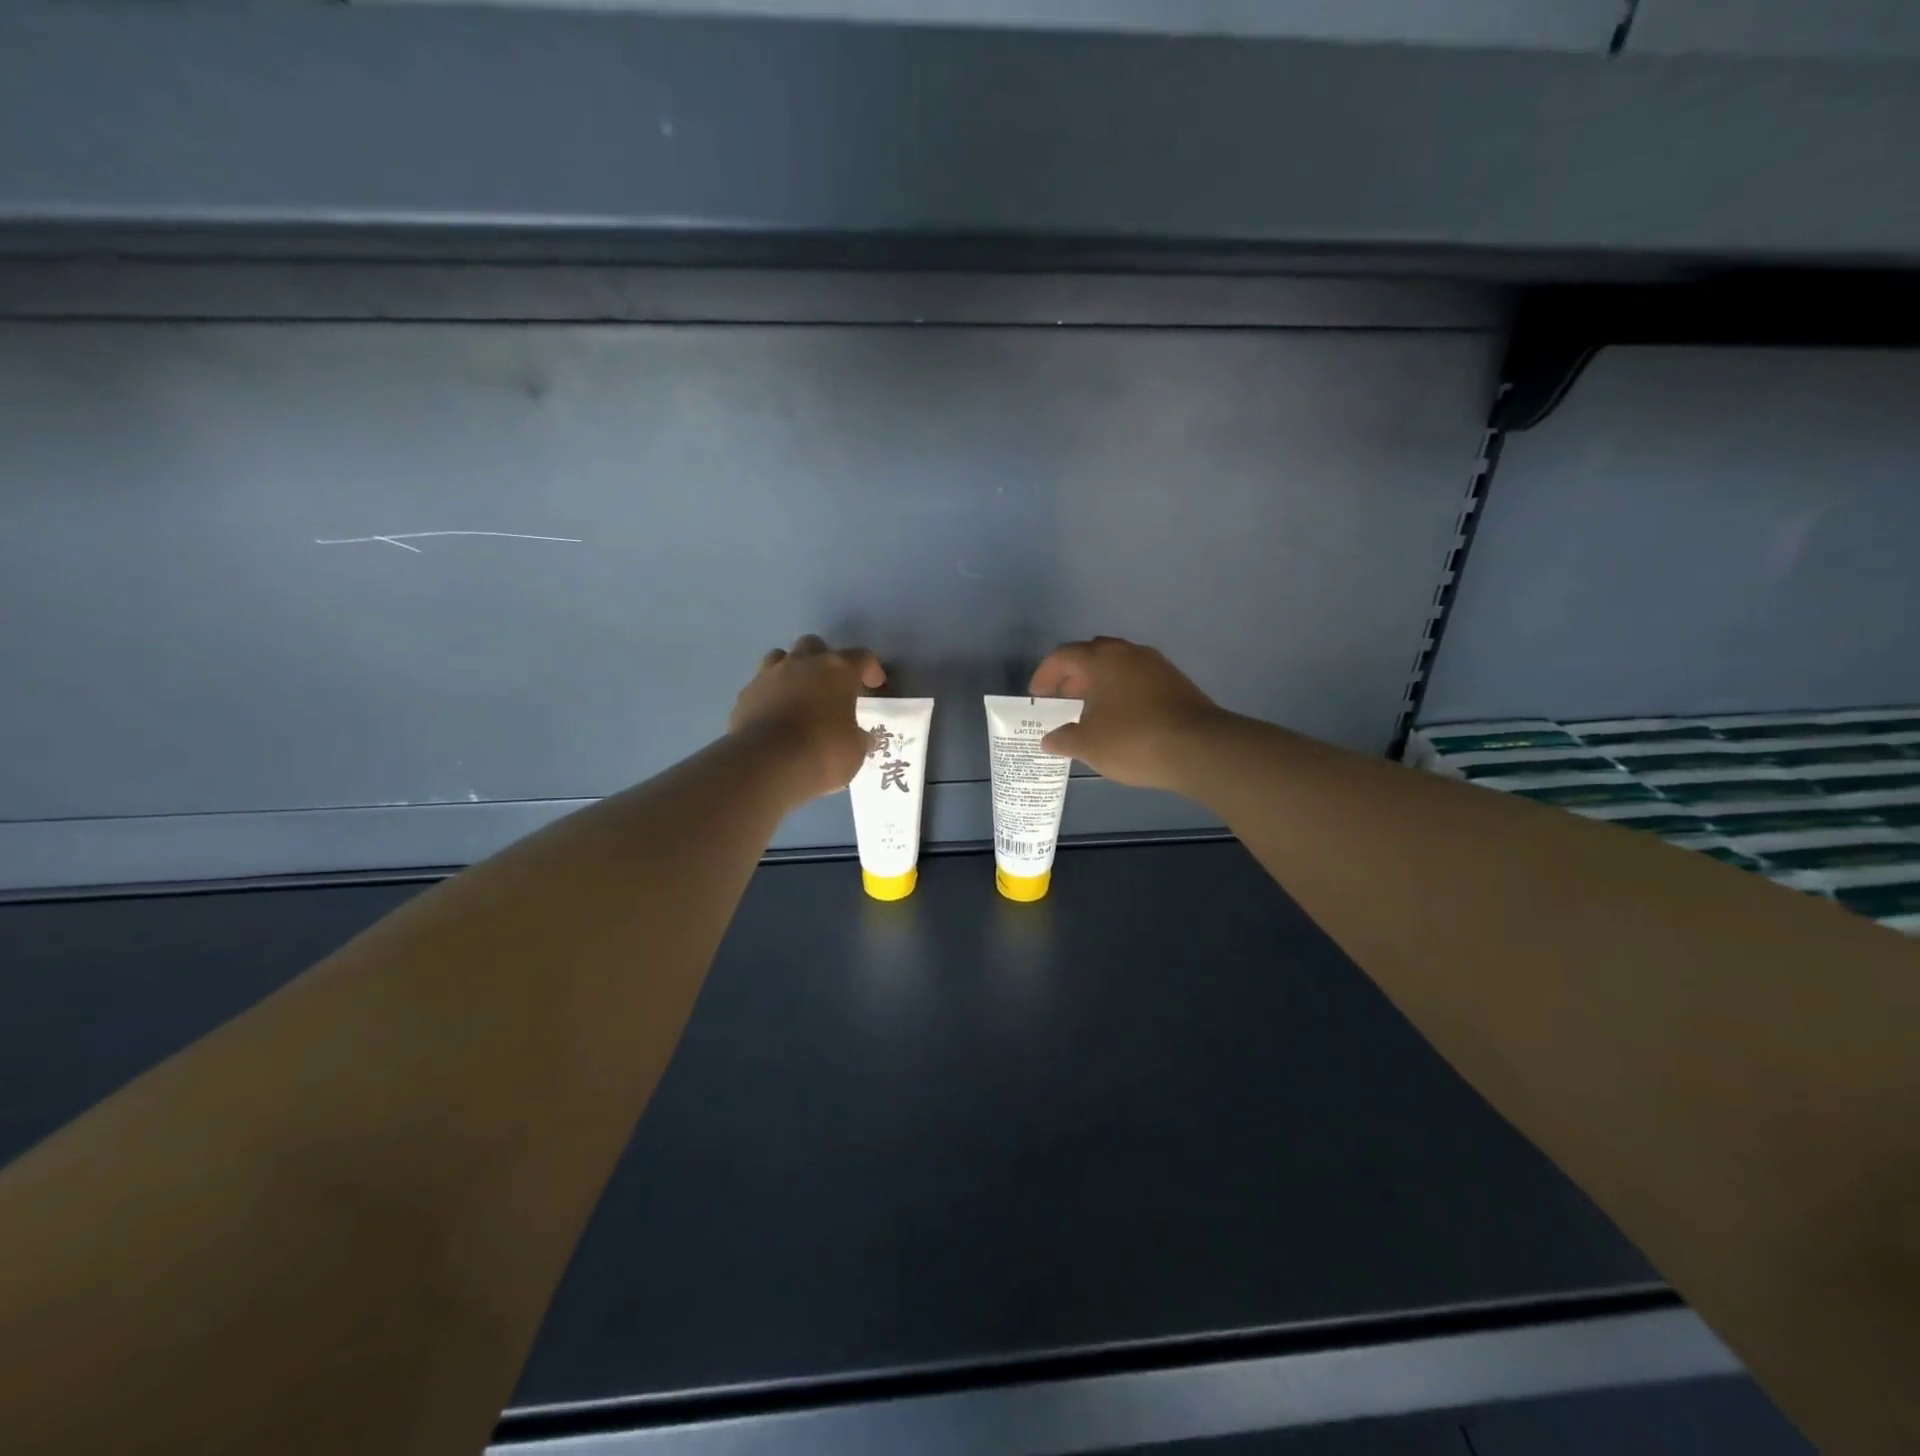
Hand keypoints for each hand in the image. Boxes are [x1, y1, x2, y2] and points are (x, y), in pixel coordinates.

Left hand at [731, 636, 885, 805]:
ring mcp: (769, 675)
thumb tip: (860, 737)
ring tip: (799, 695)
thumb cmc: (822, 752)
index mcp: (838, 670)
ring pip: (782, 657)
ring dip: (793, 671)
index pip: (861, 657)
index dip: (870, 669)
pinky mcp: (745, 694)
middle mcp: (803, 663)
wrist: (765, 765)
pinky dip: (771, 695)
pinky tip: (775, 717)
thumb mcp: (855, 750)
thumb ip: (859, 737)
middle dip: (825, 662)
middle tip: (831, 687)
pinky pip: (761, 685)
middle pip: (816, 646)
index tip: (874, 685)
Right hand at [1028, 636, 1224, 790]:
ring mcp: (1156, 665)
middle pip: (1092, 656)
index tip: (1038, 696)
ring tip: (1090, 712)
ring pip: (1118, 666)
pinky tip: (1120, 718)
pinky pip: (1138, 679)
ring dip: (1099, 684)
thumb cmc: (1133, 740)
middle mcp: (1129, 653)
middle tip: (1062, 702)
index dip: (1045, 675)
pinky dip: (1122, 692)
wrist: (1200, 748)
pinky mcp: (1176, 682)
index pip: (1063, 656)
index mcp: (1102, 659)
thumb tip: (1050, 738)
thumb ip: (1064, 739)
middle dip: (1073, 677)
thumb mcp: (1089, 745)